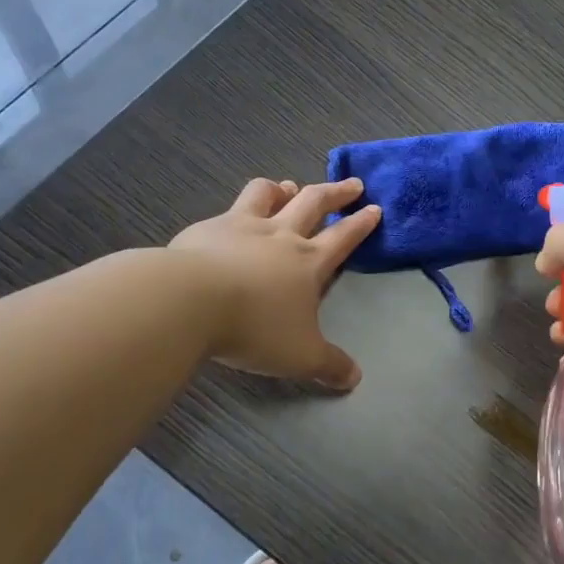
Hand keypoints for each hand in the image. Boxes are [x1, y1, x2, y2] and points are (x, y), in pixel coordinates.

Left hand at [169, 177, 380, 390]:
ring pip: (268, 194)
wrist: (189, 302)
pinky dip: (238, 209)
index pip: (343, 237)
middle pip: (313, 202)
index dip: (361, 224)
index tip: (374, 208)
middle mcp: (280, 235)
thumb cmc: (255, 327)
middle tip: (352, 184)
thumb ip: (329, 365)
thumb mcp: (300, 356)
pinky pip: (228, 209)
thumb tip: (355, 379)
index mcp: (309, 262)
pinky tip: (229, 220)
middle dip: (336, 192)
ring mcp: (241, 226)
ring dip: (283, 189)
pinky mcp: (206, 229)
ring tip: (288, 187)